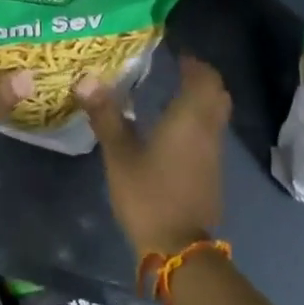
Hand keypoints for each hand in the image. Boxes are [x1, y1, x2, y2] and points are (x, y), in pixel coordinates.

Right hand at [77, 55, 229, 260]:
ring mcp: (214, 153)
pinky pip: (211, 134)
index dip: (194, 63)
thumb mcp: (119, 155)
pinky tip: (175, 131)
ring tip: (172, 96)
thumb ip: (105, 115)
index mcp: (189, 117)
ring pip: (217, 115)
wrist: (178, 248)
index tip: (176, 56)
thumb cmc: (148, 194)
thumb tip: (86, 79)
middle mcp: (208, 130)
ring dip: (202, 101)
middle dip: (201, 79)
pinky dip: (199, 122)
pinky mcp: (213, 173)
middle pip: (217, 93)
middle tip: (177, 72)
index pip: (205, 78)